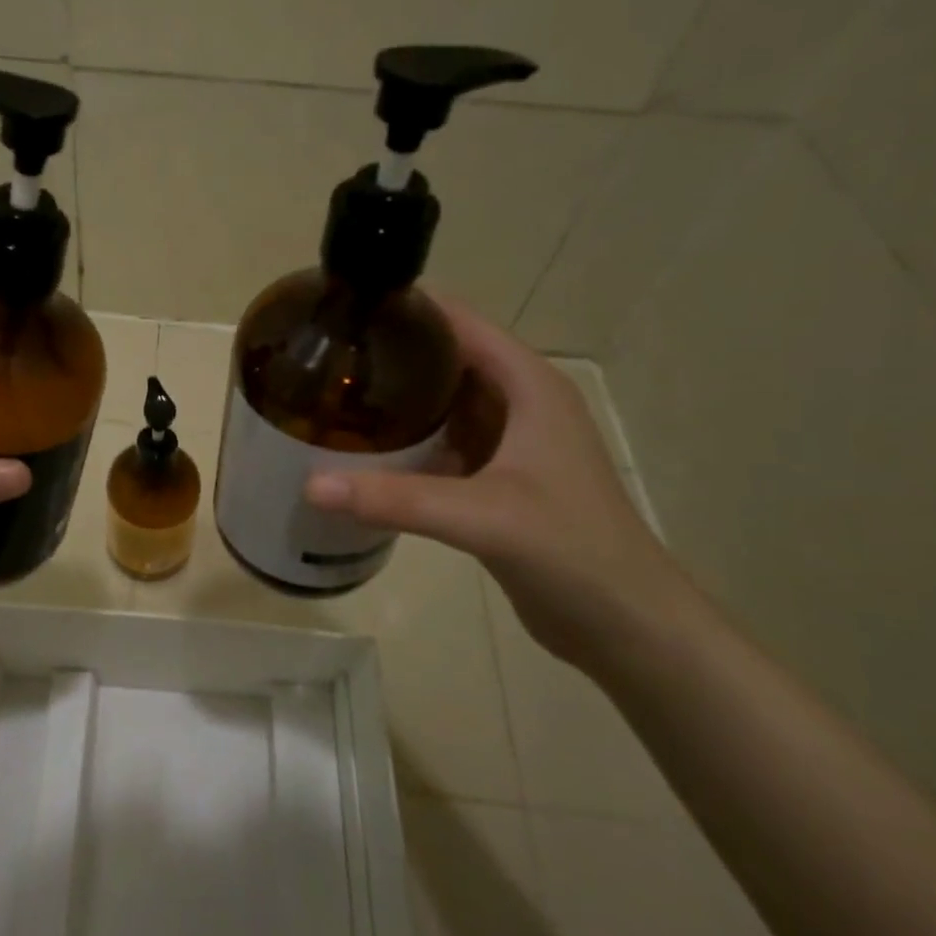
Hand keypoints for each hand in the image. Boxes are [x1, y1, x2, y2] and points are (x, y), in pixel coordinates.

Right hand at [305, 299, 685, 667]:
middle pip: (444, 358)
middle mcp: (518, 401)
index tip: (342, 309)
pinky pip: (441, 442)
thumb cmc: (572, 551)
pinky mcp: (496, 477)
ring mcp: (508, 440)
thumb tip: (309, 485)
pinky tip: (362, 449)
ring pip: (441, 402)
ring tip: (331, 394)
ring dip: (396, 398)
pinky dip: (406, 440)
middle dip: (389, 354)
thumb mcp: (482, 516)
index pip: (459, 323)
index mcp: (528, 385)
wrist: (627, 626)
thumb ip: (396, 499)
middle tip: (322, 356)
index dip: (406, 309)